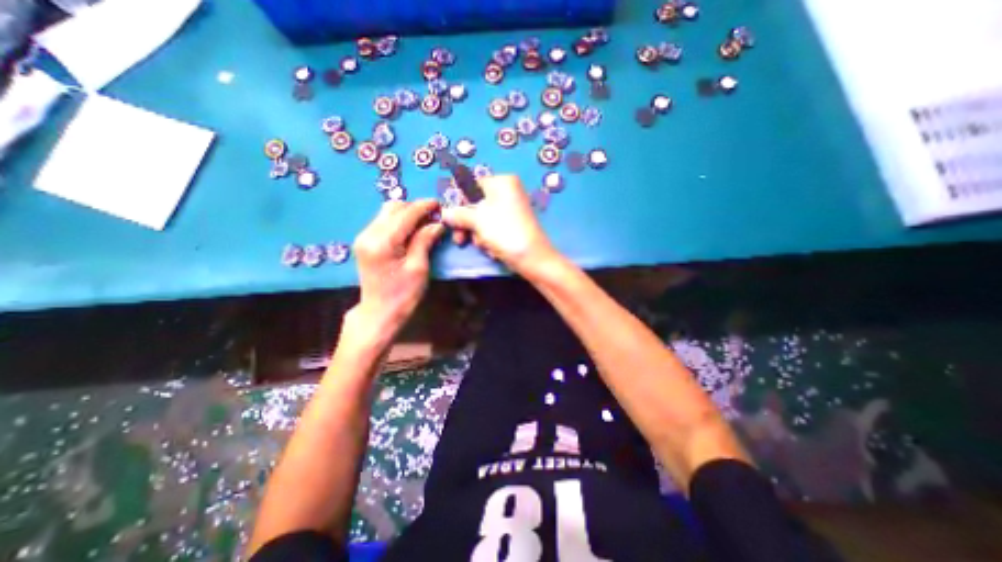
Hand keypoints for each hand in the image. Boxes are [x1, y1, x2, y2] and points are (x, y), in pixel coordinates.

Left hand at [351, 197, 446, 346]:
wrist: (379, 312)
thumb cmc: (403, 294)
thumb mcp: (418, 268)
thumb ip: (425, 241)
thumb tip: (437, 223)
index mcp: (383, 242)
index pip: (406, 214)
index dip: (424, 206)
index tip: (439, 204)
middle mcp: (369, 234)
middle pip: (393, 207)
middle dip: (415, 208)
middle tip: (434, 216)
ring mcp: (363, 237)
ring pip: (387, 212)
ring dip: (407, 213)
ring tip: (424, 223)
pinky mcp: (364, 242)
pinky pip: (383, 222)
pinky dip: (399, 221)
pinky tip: (411, 230)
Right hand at [442, 173, 560, 274]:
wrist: (533, 259)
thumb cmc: (505, 232)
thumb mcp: (478, 220)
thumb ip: (458, 214)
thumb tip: (444, 213)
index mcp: (502, 182)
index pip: (470, 185)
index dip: (457, 201)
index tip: (448, 217)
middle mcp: (507, 193)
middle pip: (475, 205)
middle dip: (467, 224)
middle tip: (460, 239)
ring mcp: (510, 211)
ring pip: (482, 220)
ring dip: (478, 235)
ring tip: (485, 245)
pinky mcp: (512, 227)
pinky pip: (492, 230)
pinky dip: (490, 240)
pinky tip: (494, 250)